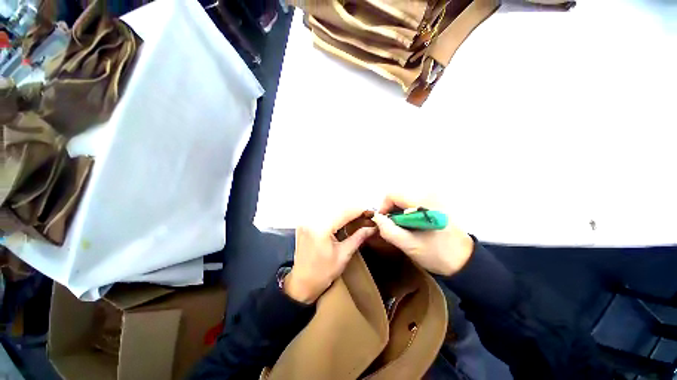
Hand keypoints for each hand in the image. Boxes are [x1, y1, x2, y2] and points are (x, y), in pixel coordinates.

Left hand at [285, 209, 375, 303]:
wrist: (302, 282)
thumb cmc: (323, 273)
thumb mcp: (344, 255)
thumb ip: (358, 237)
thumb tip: (373, 227)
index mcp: (321, 229)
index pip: (344, 212)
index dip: (359, 210)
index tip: (371, 212)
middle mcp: (311, 220)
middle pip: (337, 207)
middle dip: (352, 210)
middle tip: (365, 215)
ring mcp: (306, 220)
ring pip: (329, 207)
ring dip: (343, 210)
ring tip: (355, 217)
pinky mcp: (304, 222)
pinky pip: (322, 212)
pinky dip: (334, 213)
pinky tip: (341, 219)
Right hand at [371, 195, 473, 275]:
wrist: (466, 262)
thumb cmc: (438, 254)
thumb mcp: (409, 245)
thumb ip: (389, 230)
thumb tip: (377, 217)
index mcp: (423, 202)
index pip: (392, 195)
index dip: (383, 207)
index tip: (383, 223)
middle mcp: (429, 195)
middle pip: (398, 196)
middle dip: (391, 211)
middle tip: (393, 228)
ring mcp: (434, 198)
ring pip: (404, 200)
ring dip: (398, 213)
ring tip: (402, 229)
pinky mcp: (436, 204)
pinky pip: (413, 204)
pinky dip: (406, 213)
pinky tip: (411, 226)